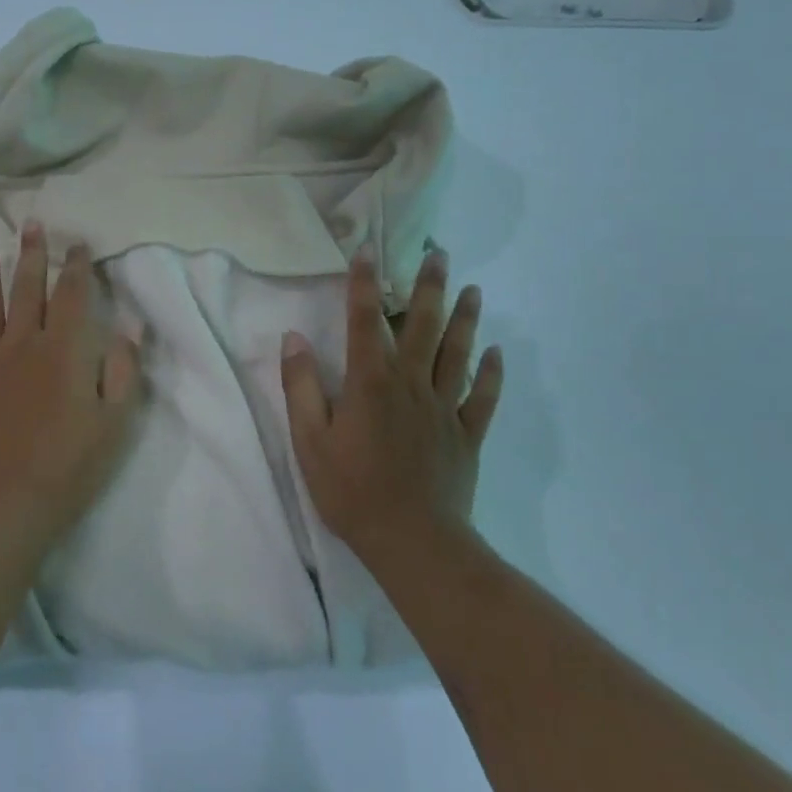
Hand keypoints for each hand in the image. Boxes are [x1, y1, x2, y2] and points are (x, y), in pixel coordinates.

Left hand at [0, 222, 141, 557]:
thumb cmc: (66, 467)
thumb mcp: (113, 423)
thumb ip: (123, 371)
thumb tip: (129, 327)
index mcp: (64, 350)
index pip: (73, 295)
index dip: (77, 266)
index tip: (77, 244)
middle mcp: (22, 343)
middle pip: (28, 289)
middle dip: (32, 255)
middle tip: (31, 225)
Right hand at [280, 249, 502, 563]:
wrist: (413, 542)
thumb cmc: (352, 489)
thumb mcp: (309, 440)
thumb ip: (300, 386)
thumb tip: (294, 338)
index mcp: (369, 382)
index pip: (363, 320)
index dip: (364, 283)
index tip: (367, 250)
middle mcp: (410, 383)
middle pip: (422, 325)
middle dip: (429, 286)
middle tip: (440, 254)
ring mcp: (443, 408)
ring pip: (457, 353)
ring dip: (465, 319)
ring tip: (474, 289)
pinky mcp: (466, 434)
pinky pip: (482, 397)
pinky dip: (491, 373)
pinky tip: (497, 352)